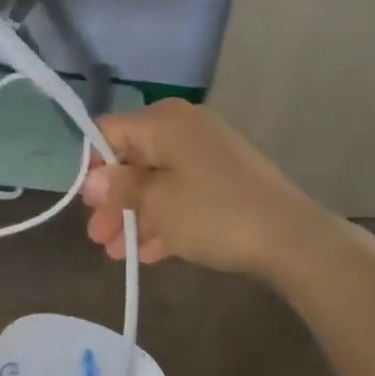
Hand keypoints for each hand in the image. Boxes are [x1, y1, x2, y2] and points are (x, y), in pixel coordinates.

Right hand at [81, 99, 332, 280]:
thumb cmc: (213, 213)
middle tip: (97, 236)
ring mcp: (208, 155)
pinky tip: (150, 253)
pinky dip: (165, 218)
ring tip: (118, 253)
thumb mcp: (157, 203)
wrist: (289, 238)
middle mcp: (185, 129)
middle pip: (134, 159)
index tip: (85, 203)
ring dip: (135, 216)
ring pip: (158, 181)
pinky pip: (183, 194)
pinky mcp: (225, 180)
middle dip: (114, 200)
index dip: (92, 166)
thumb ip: (120, 188)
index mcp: (165, 121)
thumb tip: (94, 180)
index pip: (110, 131)